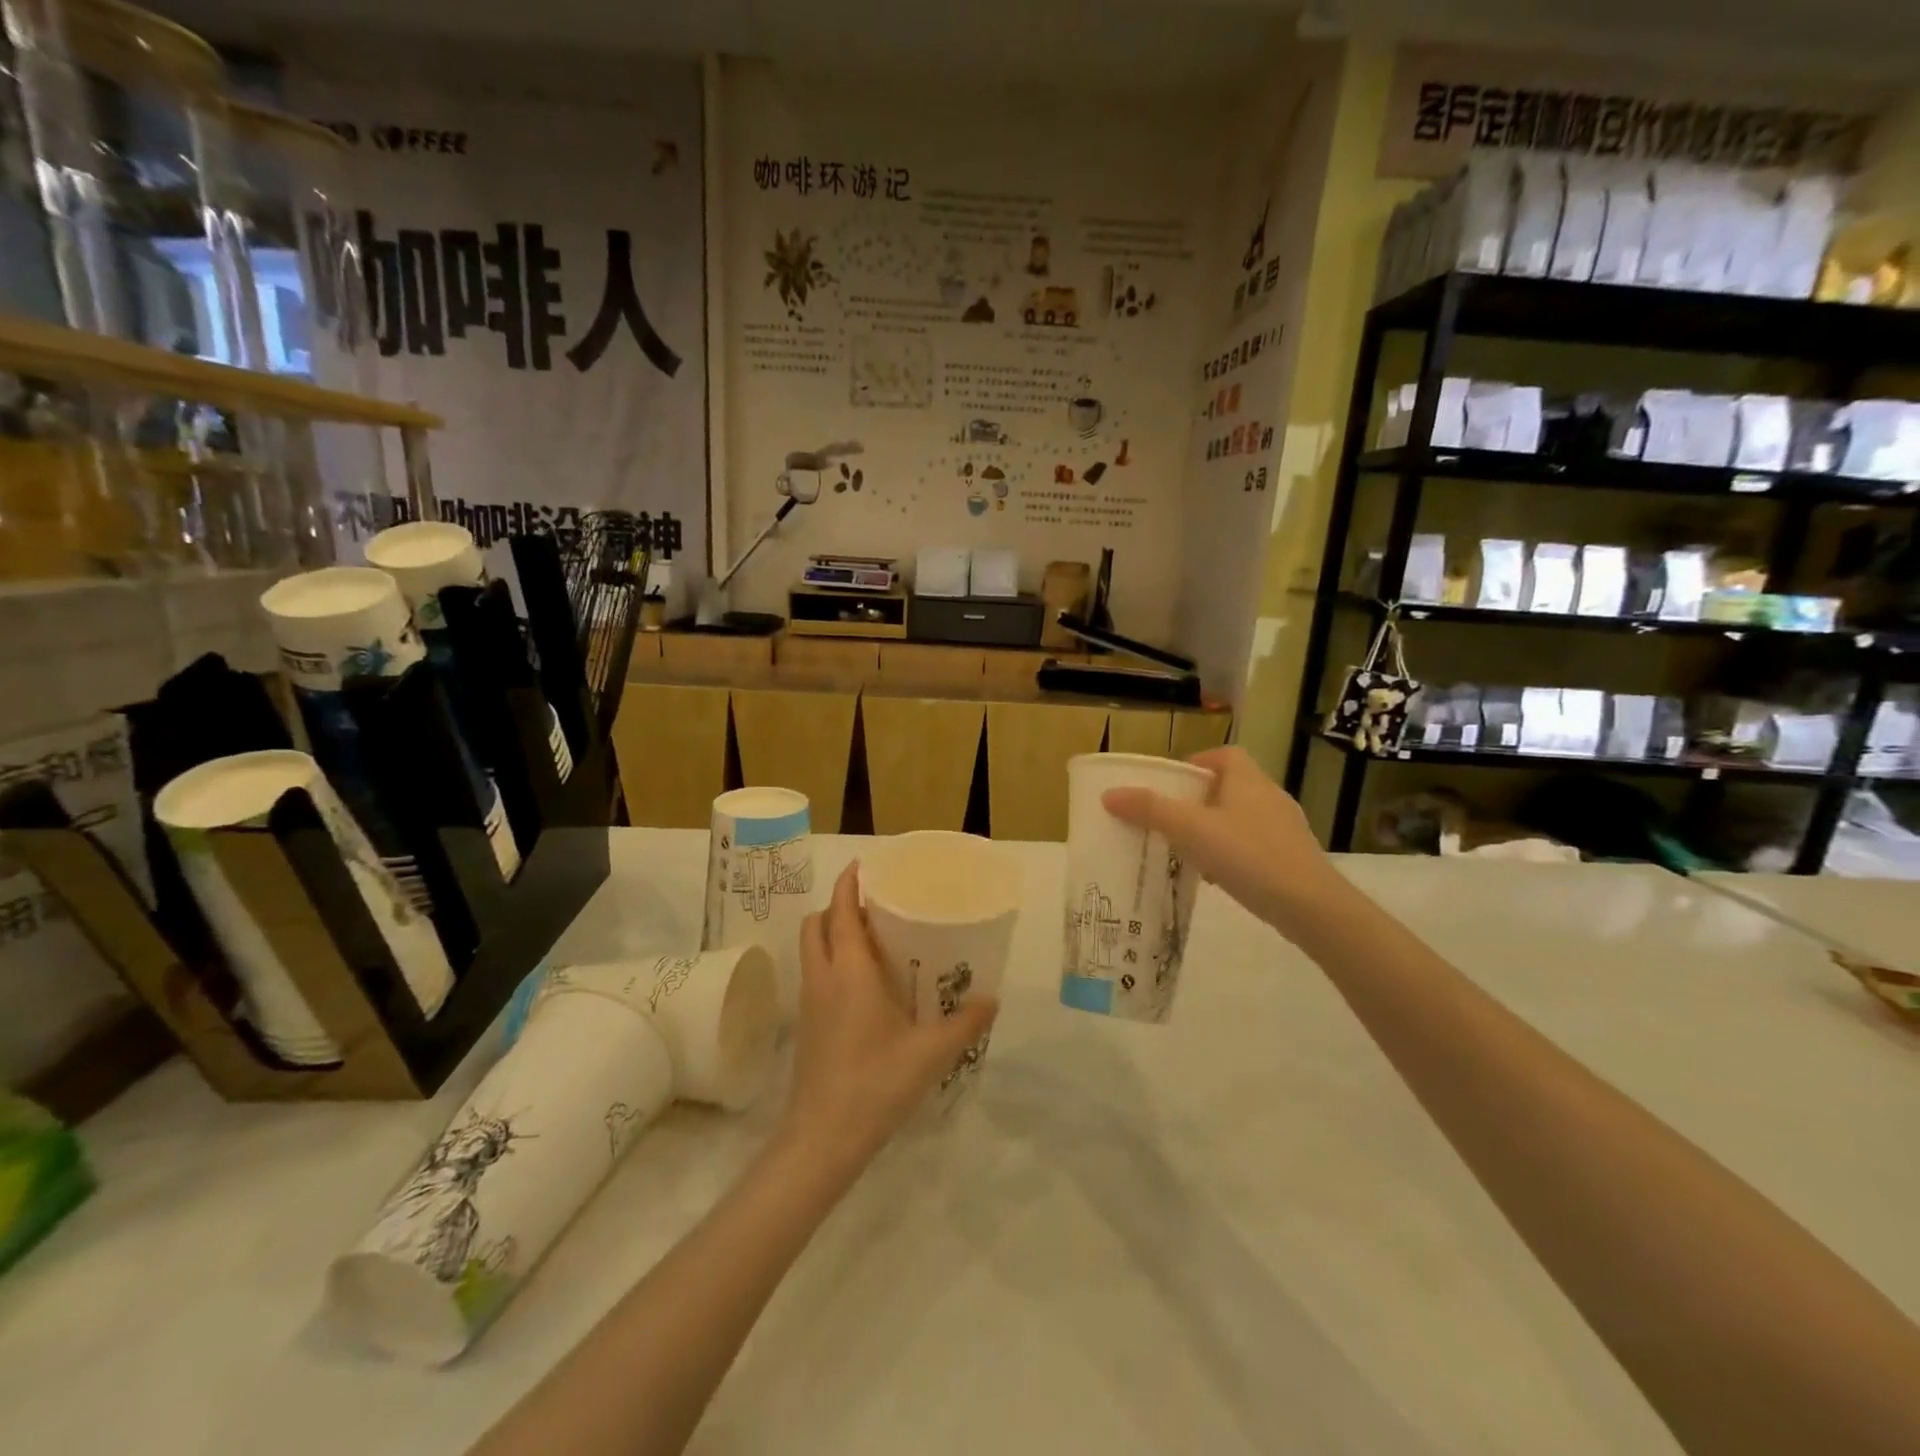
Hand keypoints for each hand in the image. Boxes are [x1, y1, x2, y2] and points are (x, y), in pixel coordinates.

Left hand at [781, 864, 997, 1173]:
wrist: (823, 1139)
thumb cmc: (876, 1083)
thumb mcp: (931, 1052)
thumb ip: (966, 1023)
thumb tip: (993, 999)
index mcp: (850, 971)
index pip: (840, 910)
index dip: (849, 883)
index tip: (864, 864)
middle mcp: (824, 977)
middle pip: (816, 923)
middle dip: (838, 906)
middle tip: (875, 906)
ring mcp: (810, 1002)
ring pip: (812, 949)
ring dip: (833, 934)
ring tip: (873, 940)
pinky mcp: (807, 1025)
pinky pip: (815, 974)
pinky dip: (832, 961)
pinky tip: (865, 986)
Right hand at [1101, 746, 1335, 935]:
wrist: (1312, 907)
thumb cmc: (1249, 856)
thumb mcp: (1191, 830)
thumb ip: (1150, 810)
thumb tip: (1110, 794)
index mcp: (1248, 780)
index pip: (1224, 755)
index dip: (1197, 763)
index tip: (1172, 784)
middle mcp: (1270, 797)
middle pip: (1230, 787)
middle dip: (1198, 800)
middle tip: (1169, 818)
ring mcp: (1285, 829)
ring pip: (1241, 818)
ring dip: (1214, 828)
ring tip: (1186, 849)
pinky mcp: (1292, 858)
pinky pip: (1253, 845)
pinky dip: (1231, 853)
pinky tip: (1215, 876)